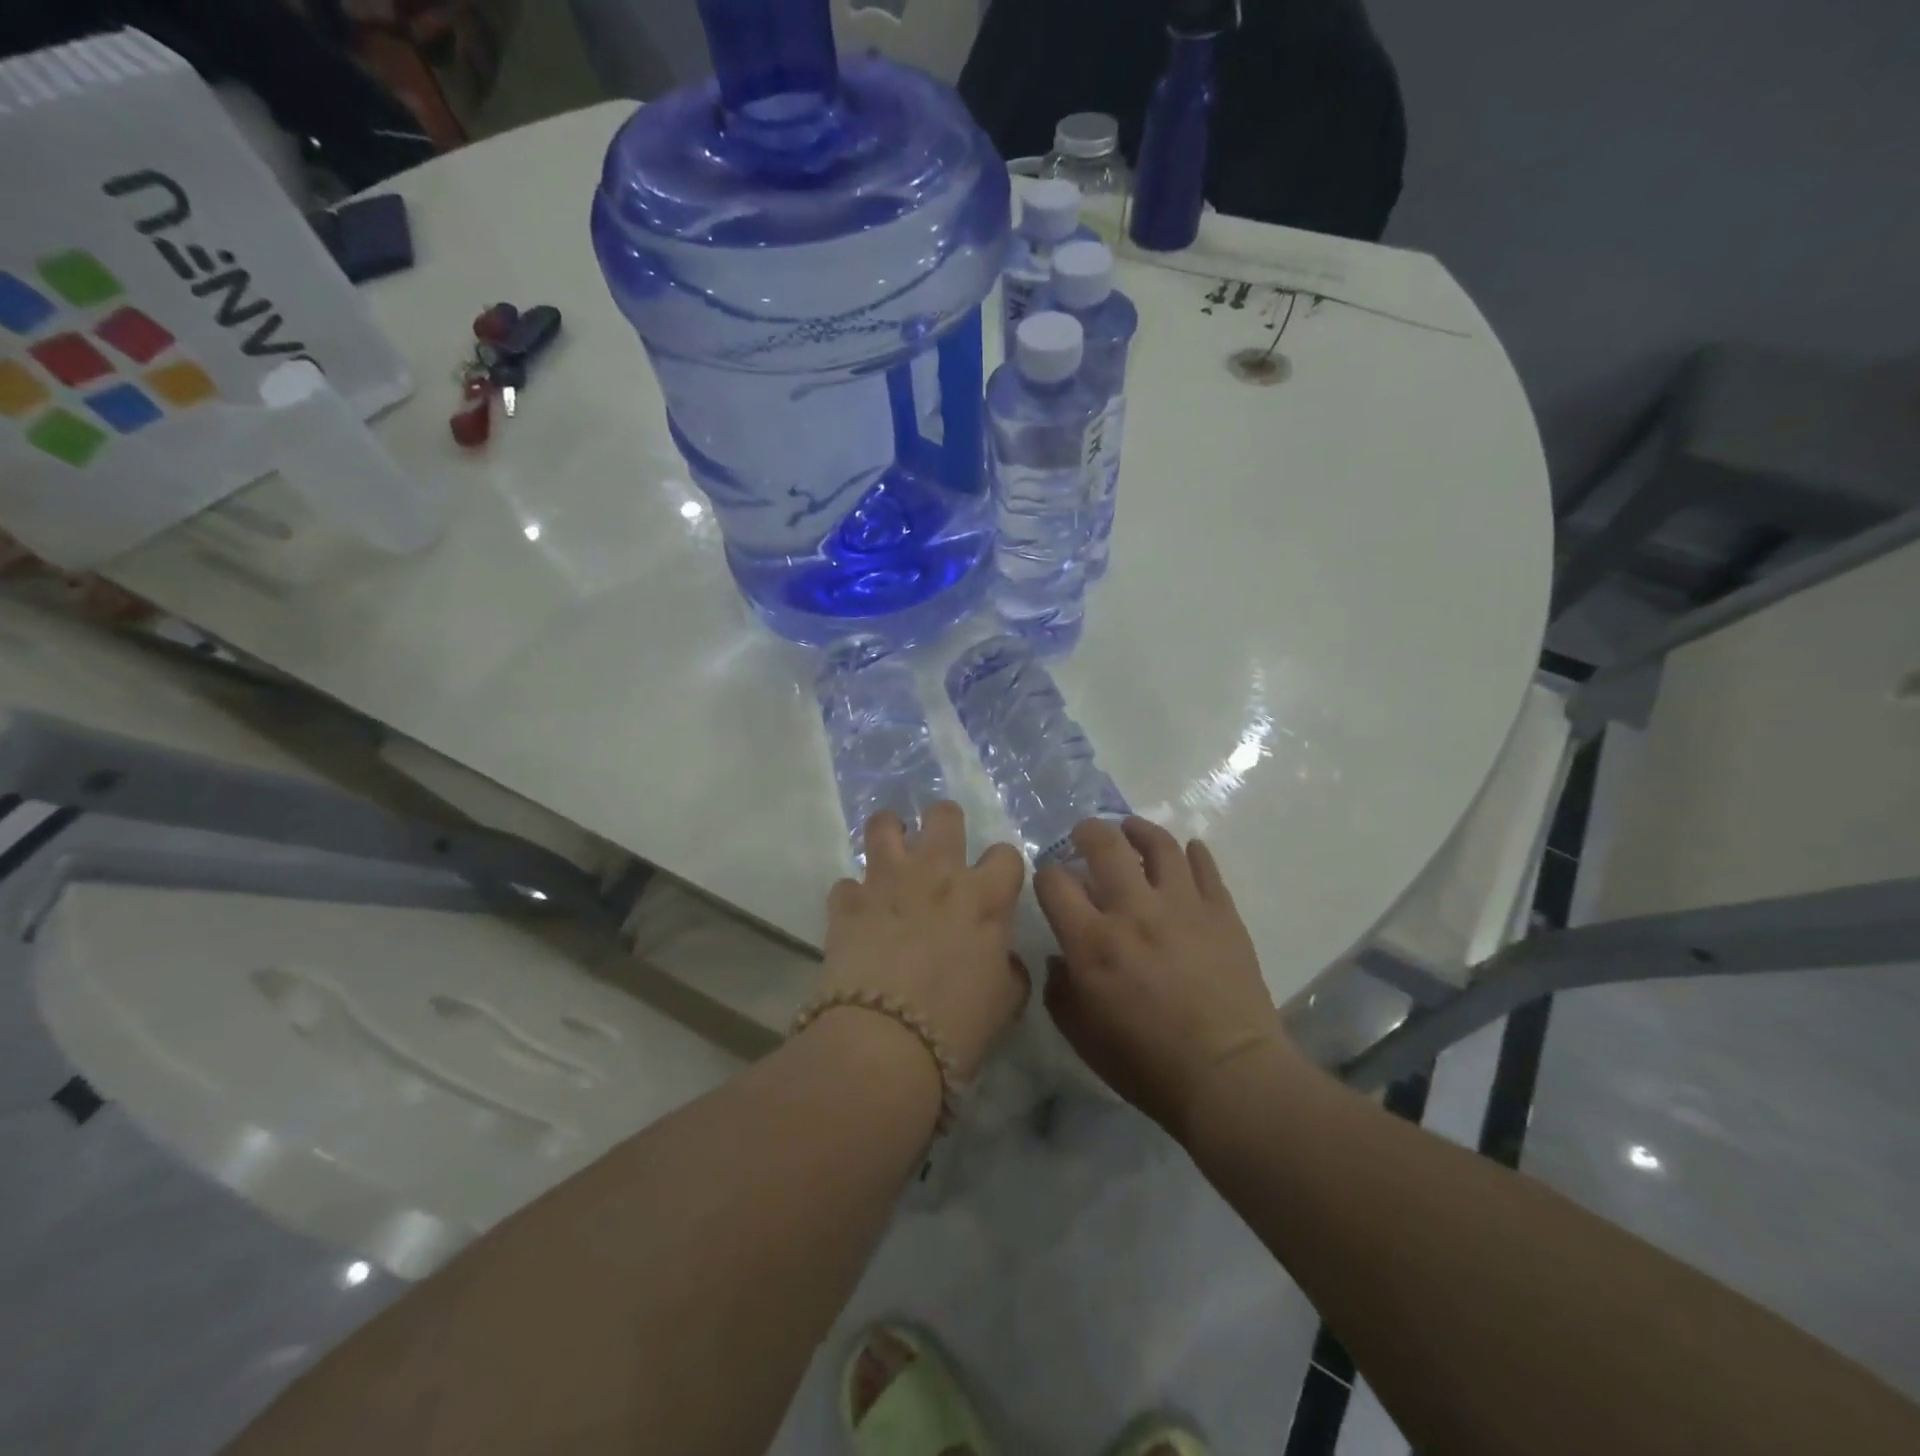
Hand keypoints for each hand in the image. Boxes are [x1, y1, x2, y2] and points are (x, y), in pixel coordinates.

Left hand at [819, 802, 1028, 1080]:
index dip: (1002, 868)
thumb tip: (1002, 958)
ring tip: (891, 855)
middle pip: (944, 815)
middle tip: (940, 851)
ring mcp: (887, 881)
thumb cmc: (957, 1026)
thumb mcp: (1005, 1002)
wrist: (885, 1043)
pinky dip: (854, 897)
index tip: (995, 885)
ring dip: (890, 834)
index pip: (1006, 854)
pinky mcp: (847, 902)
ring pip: (884, 825)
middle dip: (945, 823)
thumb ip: (1008, 968)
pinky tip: (857, 916)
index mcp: (983, 897)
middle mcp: (936, 874)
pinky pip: (847, 883)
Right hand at [1035, 817, 1294, 1137]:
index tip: (1052, 882)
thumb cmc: (1146, 1064)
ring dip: (1138, 830)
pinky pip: (1205, 866)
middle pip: (1104, 846)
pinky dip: (1192, 853)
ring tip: (1131, 830)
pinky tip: (1185, 852)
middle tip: (1085, 835)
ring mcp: (1182, 906)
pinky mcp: (1221, 912)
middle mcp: (1133, 911)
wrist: (1229, 1077)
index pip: (1054, 882)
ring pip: (1158, 845)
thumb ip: (1060, 990)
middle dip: (1087, 832)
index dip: (1046, 875)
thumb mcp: (1081, 1036)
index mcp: (1092, 941)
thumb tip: (1060, 959)